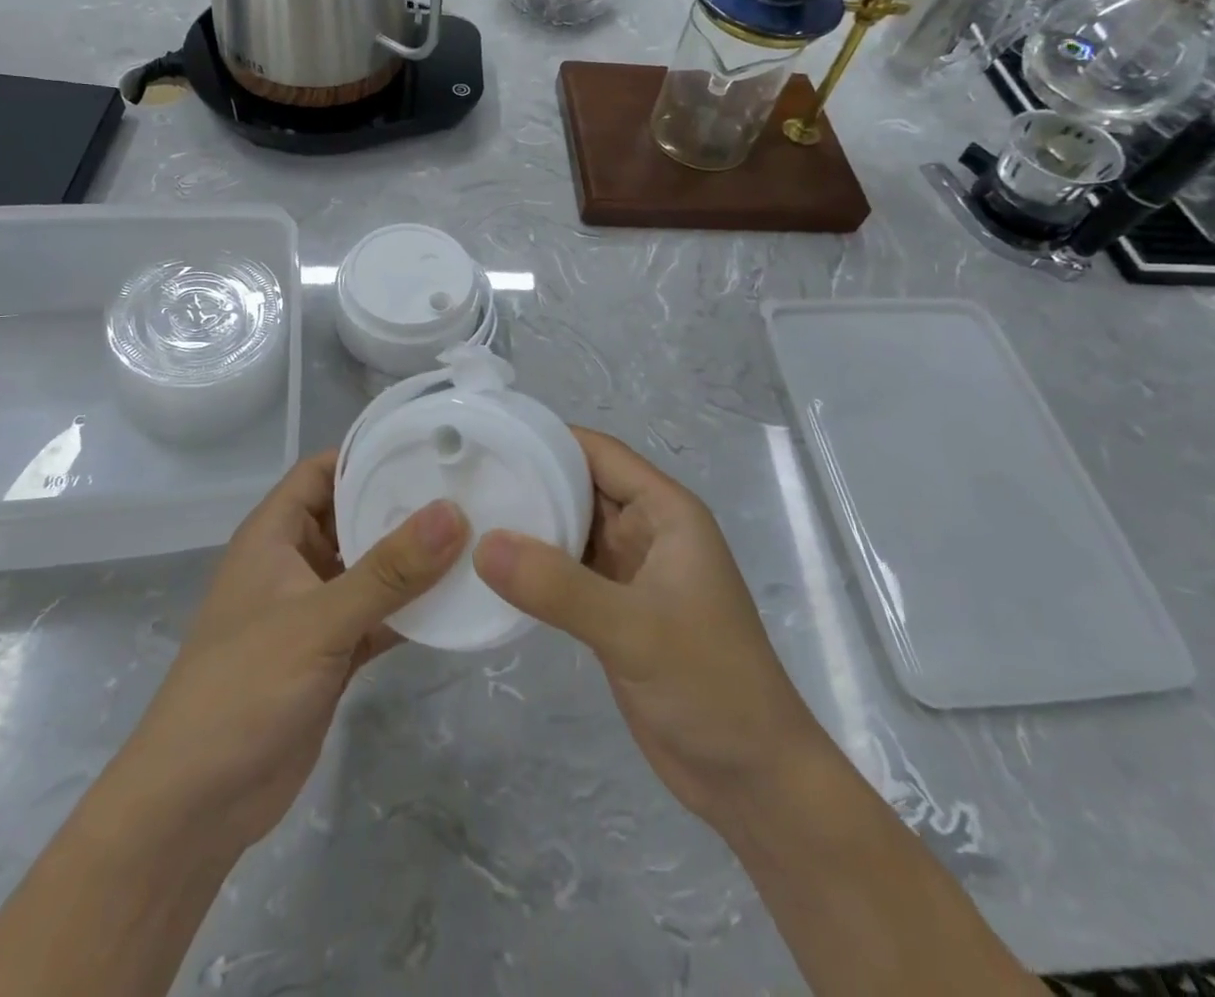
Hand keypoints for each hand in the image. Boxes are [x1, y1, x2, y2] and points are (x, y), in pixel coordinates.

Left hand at [121, 451, 466, 853]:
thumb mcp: (318, 621)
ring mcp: (313, 611)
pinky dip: (411, 611)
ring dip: (413, 562)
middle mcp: (294, 563)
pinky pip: (379, 617)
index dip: (367, 453)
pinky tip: (457, 604)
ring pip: (371, 570)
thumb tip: (452, 512)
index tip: (427, 444)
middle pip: (353, 516)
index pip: (322, 471)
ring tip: (476, 539)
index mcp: (274, 535)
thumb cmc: (243, 688)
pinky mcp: (331, 655)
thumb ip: (388, 571)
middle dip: (403, 505)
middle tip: (469, 490)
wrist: (195, 806)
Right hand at [473, 429, 816, 833]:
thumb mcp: (633, 629)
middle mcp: (647, 530)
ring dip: (528, 523)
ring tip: (464, 514)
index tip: (489, 436)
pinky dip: (533, 567)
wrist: (752, 779)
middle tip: (461, 477)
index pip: (598, 452)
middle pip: (580, 486)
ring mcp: (629, 572)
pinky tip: (490, 569)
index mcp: (665, 511)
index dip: (547, 438)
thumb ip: (557, 586)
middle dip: (529, 478)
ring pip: (571, 529)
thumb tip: (482, 544)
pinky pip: (566, 572)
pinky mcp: (613, 610)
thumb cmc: (709, 685)